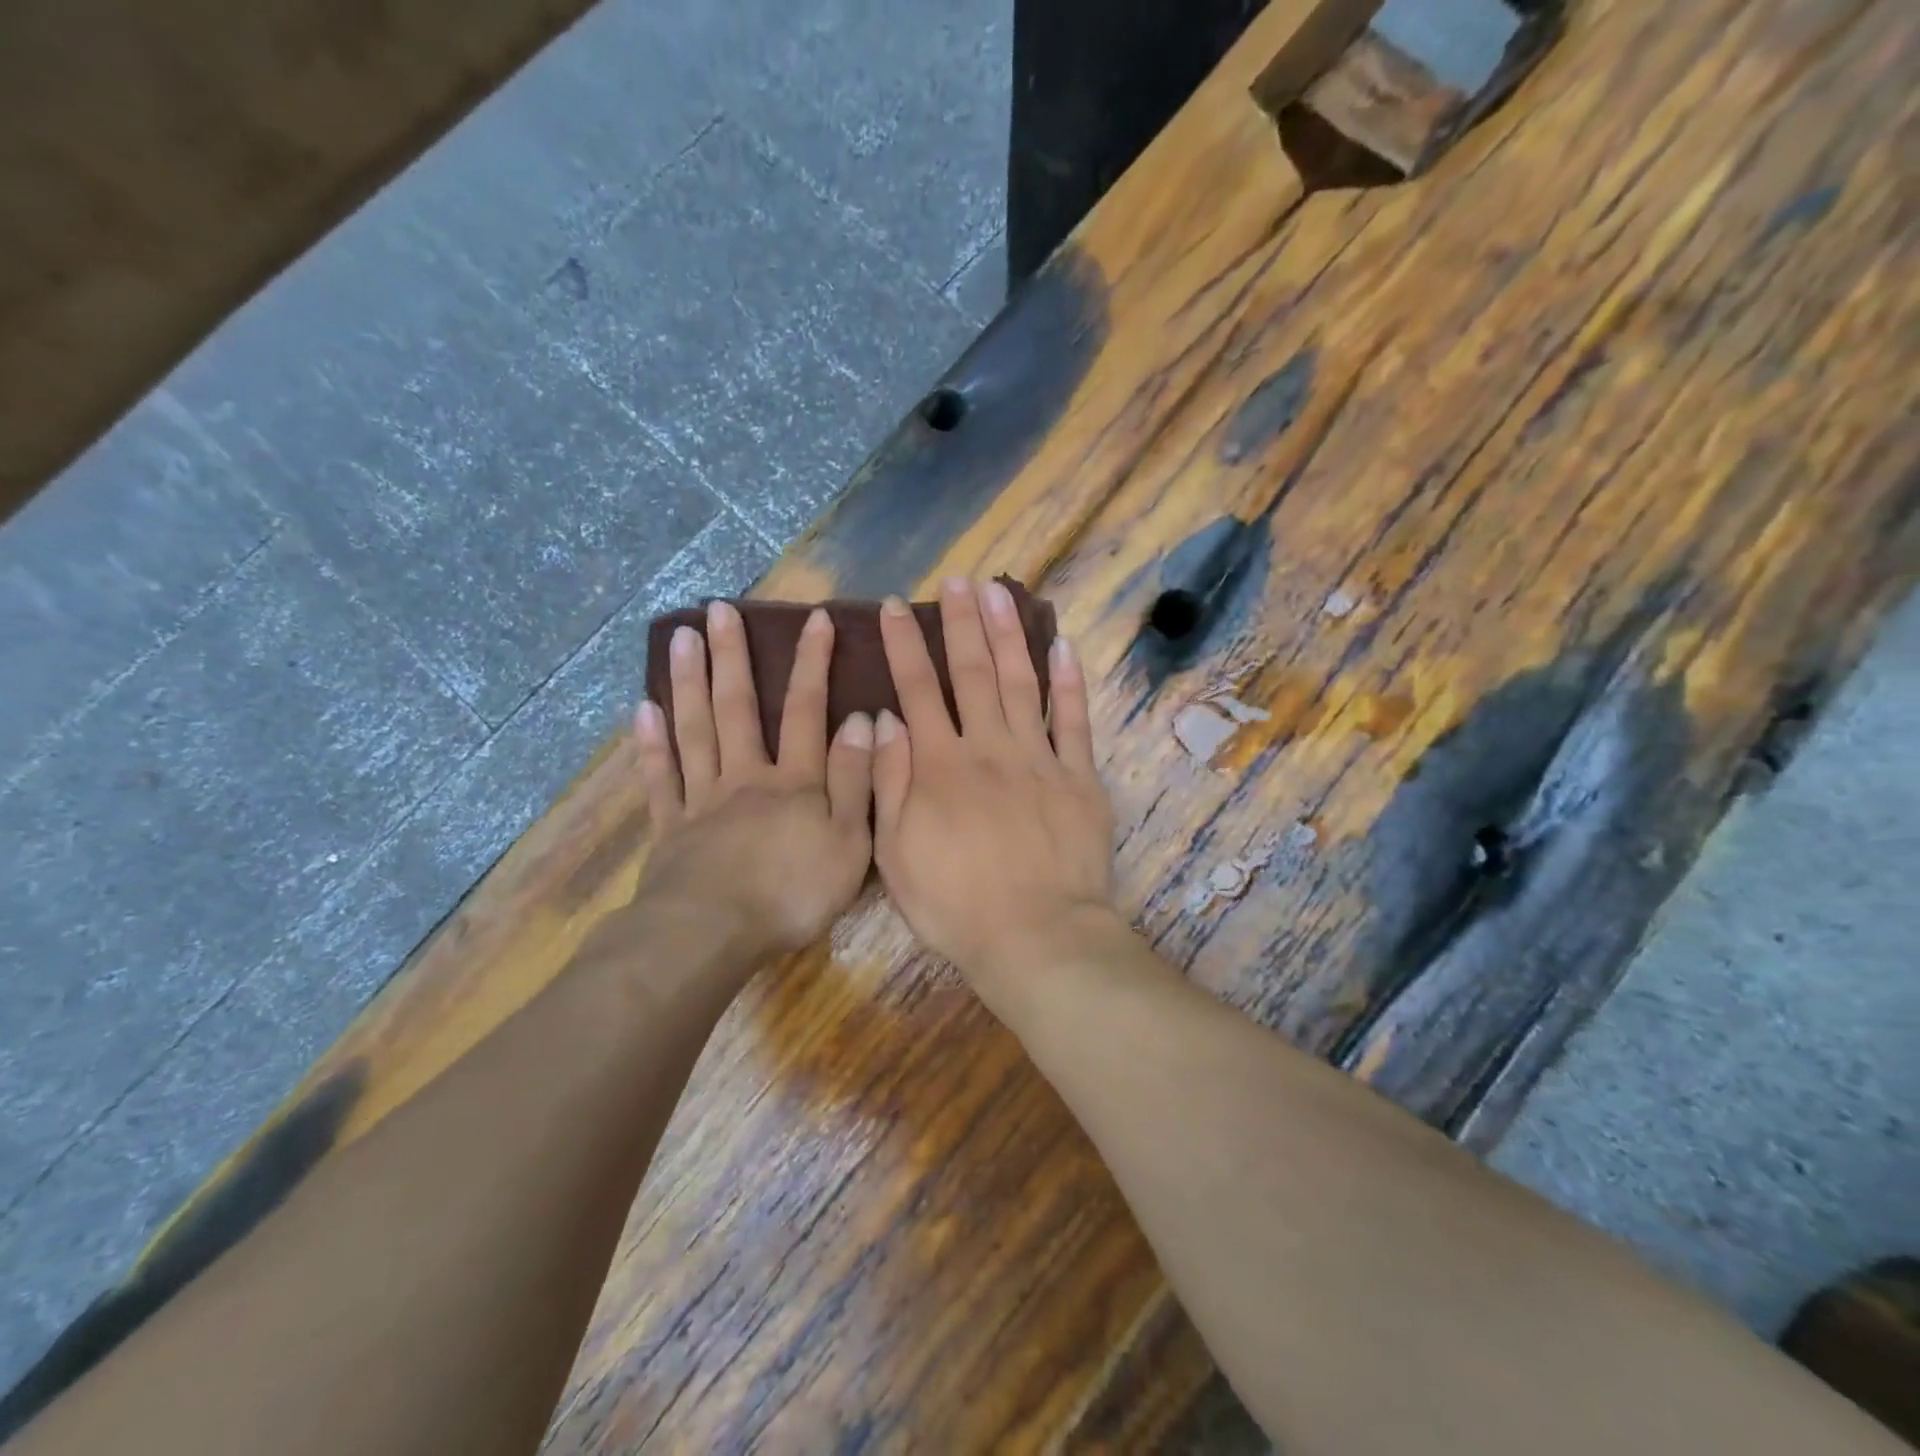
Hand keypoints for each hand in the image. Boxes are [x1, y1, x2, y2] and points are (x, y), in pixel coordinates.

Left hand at [634, 601, 874, 956]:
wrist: (712, 934)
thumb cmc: (792, 893)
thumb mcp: (848, 842)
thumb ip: (856, 781)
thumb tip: (864, 721)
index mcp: (793, 782)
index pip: (807, 711)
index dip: (813, 664)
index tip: (816, 619)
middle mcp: (745, 777)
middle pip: (737, 708)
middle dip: (731, 656)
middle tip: (718, 609)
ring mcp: (702, 800)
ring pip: (695, 730)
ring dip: (689, 682)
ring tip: (680, 636)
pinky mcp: (670, 828)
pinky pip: (660, 778)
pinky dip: (651, 744)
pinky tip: (643, 710)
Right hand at [872, 578, 1117, 1006]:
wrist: (1035, 936)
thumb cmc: (954, 904)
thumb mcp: (895, 853)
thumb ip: (889, 782)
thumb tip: (884, 719)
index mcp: (940, 766)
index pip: (918, 690)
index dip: (906, 645)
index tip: (896, 607)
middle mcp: (988, 747)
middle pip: (972, 673)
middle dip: (961, 623)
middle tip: (956, 582)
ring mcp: (1039, 758)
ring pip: (1020, 682)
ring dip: (1009, 634)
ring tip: (1000, 592)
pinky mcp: (1079, 777)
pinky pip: (1073, 721)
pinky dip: (1068, 682)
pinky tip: (1062, 646)